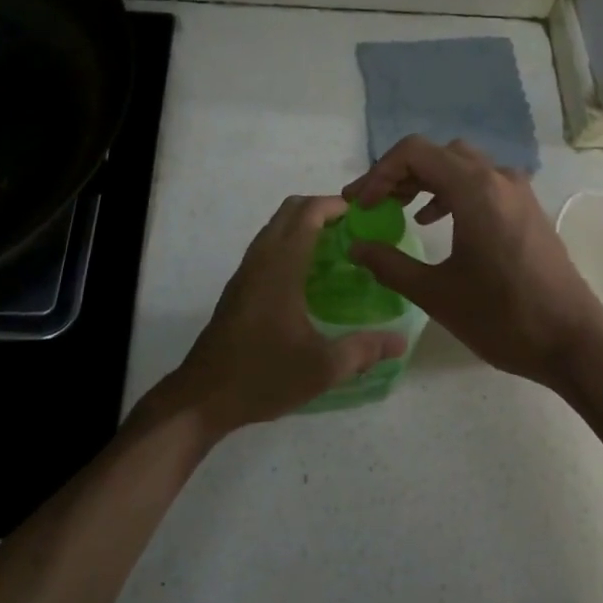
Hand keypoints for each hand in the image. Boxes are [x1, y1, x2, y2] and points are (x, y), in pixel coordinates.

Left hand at [153, 195, 406, 437]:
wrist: (202, 397)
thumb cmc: (263, 376)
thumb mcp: (322, 369)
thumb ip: (363, 350)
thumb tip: (400, 341)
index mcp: (281, 267)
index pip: (308, 213)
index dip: (336, 205)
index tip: (364, 215)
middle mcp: (261, 260)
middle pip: (289, 211)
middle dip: (322, 209)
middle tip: (354, 230)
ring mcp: (245, 273)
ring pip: (275, 227)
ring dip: (304, 225)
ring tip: (337, 249)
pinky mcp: (238, 288)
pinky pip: (267, 247)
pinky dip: (290, 242)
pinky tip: (309, 276)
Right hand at [342, 136, 602, 395]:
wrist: (573, 341)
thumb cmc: (503, 317)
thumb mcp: (436, 294)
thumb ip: (389, 265)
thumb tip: (356, 247)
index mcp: (475, 189)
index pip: (414, 152)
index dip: (379, 173)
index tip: (360, 205)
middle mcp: (498, 178)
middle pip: (437, 153)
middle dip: (400, 174)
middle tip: (373, 204)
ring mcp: (518, 191)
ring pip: (462, 165)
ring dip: (426, 180)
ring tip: (398, 209)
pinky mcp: (527, 209)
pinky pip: (482, 182)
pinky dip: (452, 191)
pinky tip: (437, 222)